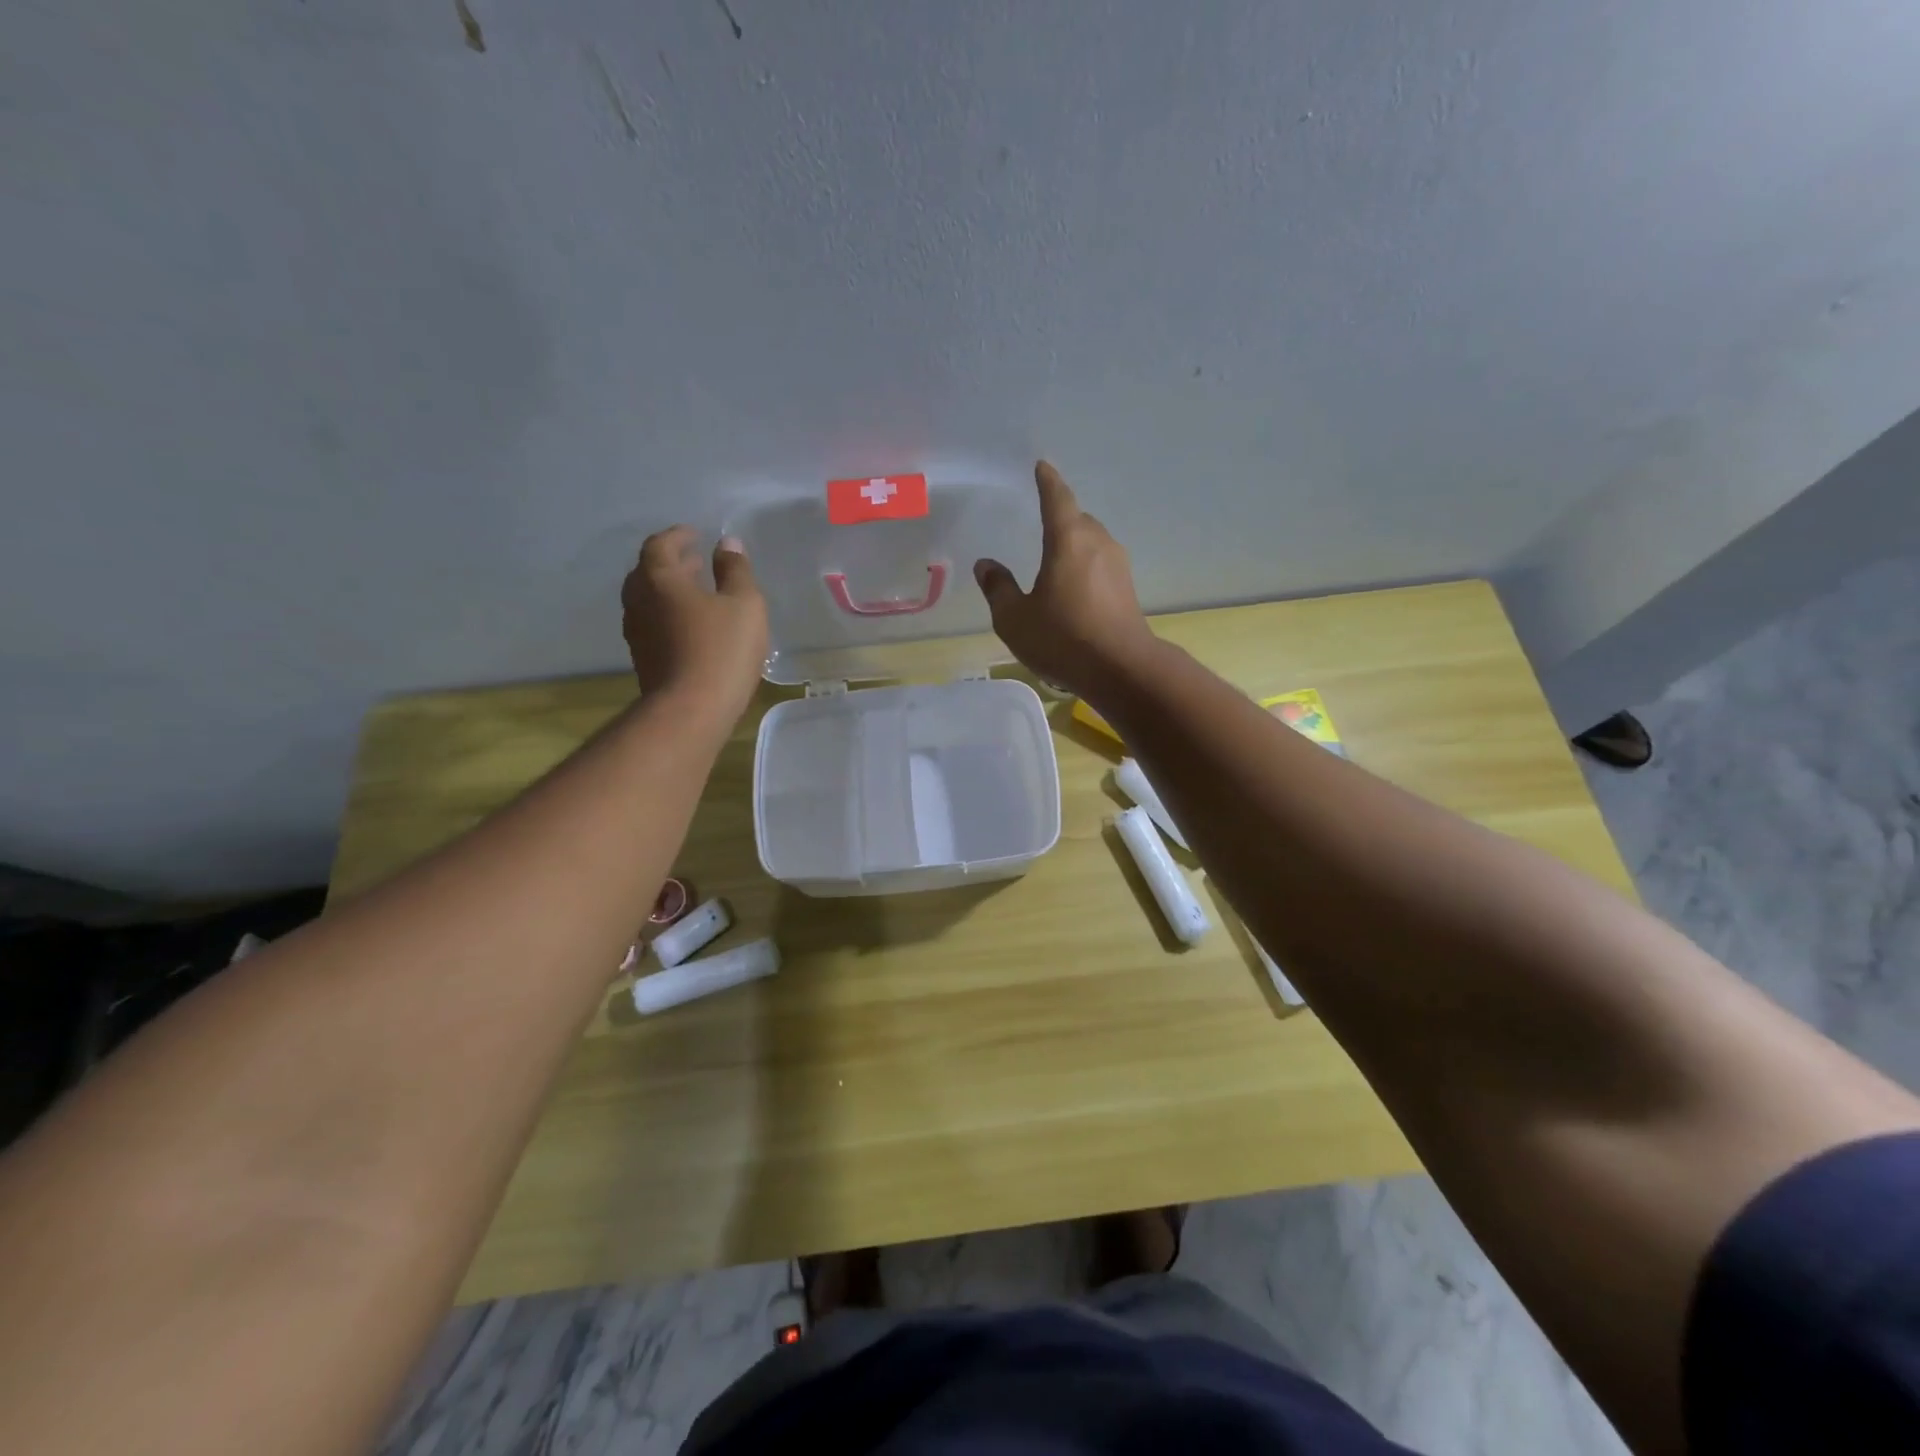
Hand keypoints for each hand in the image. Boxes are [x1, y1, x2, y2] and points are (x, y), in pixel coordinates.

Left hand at [622, 528, 769, 719]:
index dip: (677, 536)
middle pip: (648, 573)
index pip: (659, 545)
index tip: (695, 534)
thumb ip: (736, 570)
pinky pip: (654, 625)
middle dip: (672, 564)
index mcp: (659, 579)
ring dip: (670, 592)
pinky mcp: (643, 660)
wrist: (690, 711)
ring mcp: (637, 633)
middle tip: (696, 562)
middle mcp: (639, 601)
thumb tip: (727, 543)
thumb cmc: (721, 649)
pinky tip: (693, 627)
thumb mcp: (743, 604)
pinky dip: (670, 615)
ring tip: (697, 594)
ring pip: (649, 601)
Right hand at [974, 461, 1155, 697]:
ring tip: (1054, 558)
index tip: (1041, 467)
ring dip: (1074, 544)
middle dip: (1060, 516)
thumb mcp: (1015, 618)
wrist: (1121, 669)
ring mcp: (1118, 565)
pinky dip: (1085, 566)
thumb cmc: (1062, 638)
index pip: (1056, 498)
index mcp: (1068, 539)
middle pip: (1077, 519)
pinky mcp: (1127, 588)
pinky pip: (1100, 564)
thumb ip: (998, 588)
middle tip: (1041, 520)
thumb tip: (986, 564)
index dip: (1047, 481)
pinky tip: (1073, 586)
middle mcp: (1097, 543)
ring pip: (1091, 542)